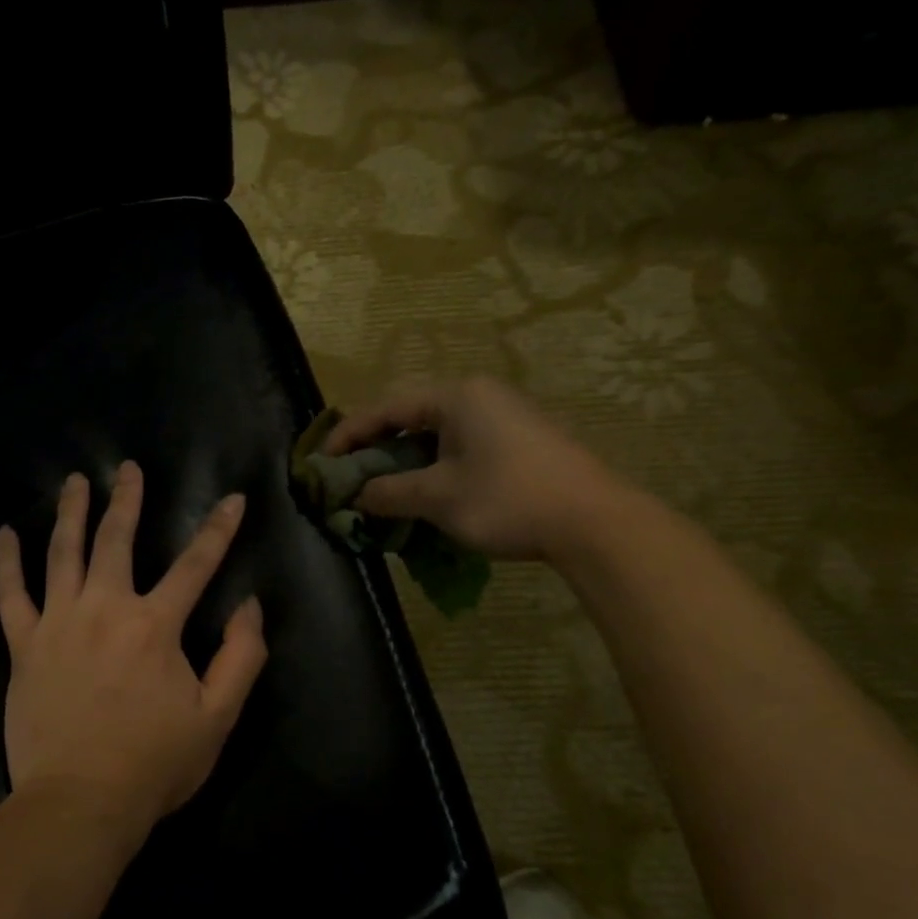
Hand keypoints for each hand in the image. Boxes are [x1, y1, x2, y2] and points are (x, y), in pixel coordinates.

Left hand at [0, 462, 267, 839]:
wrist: (80, 803)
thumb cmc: (154, 764)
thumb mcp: (218, 717)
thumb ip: (242, 657)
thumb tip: (249, 605)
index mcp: (155, 625)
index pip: (195, 564)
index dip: (218, 529)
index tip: (232, 498)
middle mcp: (105, 609)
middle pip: (117, 540)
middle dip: (127, 500)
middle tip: (128, 468)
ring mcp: (58, 623)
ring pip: (63, 553)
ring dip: (70, 513)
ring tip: (74, 482)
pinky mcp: (24, 646)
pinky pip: (10, 594)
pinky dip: (6, 562)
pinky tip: (4, 534)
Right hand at [322, 376, 627, 562]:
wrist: (594, 522)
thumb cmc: (507, 499)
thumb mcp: (438, 498)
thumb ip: (389, 492)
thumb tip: (358, 496)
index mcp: (456, 397)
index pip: (386, 408)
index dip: (349, 434)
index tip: (323, 461)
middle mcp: (480, 396)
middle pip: (411, 416)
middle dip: (377, 446)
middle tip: (351, 474)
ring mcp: (505, 416)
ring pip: (438, 433)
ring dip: (407, 460)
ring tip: (384, 487)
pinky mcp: (522, 440)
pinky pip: (463, 445)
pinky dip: (436, 465)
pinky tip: (428, 491)